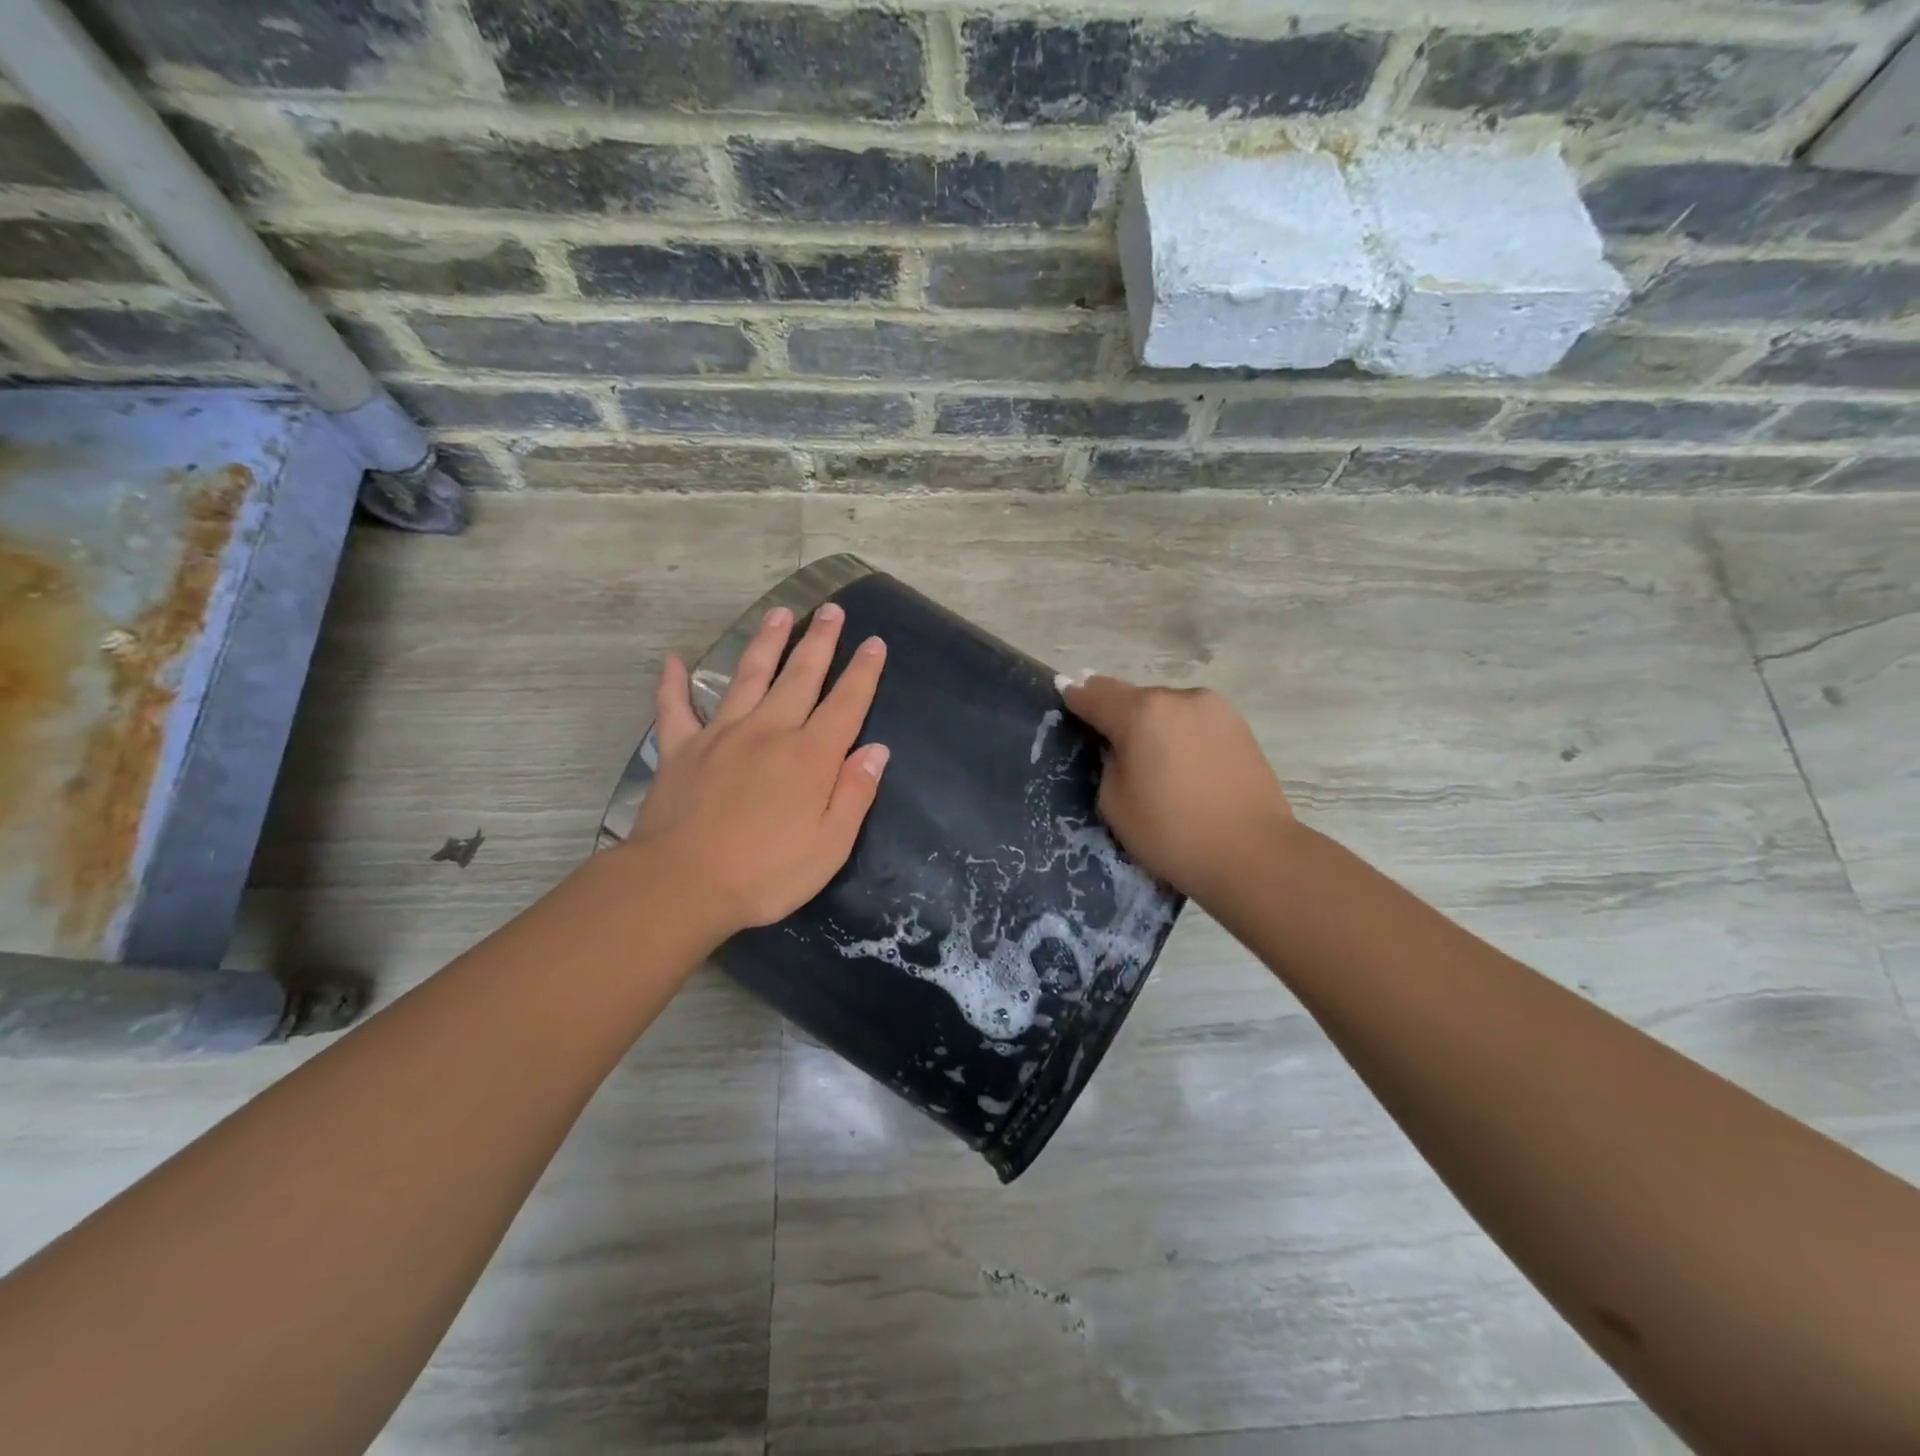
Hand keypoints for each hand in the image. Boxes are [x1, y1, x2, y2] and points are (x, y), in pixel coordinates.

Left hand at [626, 603, 888, 942]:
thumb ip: (855, 793)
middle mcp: (769, 731)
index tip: (874, 642)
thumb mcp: (830, 845)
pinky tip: (673, 660)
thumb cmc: (766, 873)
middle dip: (819, 641)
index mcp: (810, 756)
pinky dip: (673, 683)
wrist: (681, 884)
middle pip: (800, 676)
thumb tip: (876, 750)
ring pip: (748, 676)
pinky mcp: (682, 749)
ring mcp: (721, 735)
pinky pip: (675, 708)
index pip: (845, 703)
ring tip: (779, 614)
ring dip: (765, 643)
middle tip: (831, 610)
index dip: (863, 672)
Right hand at [1062, 675, 1293, 900]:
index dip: (1076, 696)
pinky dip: (1181, 735)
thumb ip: (1109, 762)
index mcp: (1143, 712)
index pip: (1096, 693)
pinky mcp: (1241, 727)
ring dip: (1154, 725)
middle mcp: (1180, 698)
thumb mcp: (1114, 802)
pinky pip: (1195, 723)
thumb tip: (1121, 747)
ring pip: (1168, 709)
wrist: (1252, 855)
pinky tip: (1185, 767)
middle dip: (1119, 715)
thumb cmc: (1171, 833)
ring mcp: (1216, 709)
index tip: (1065, 695)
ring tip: (1154, 762)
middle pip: (1135, 698)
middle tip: (1112, 746)